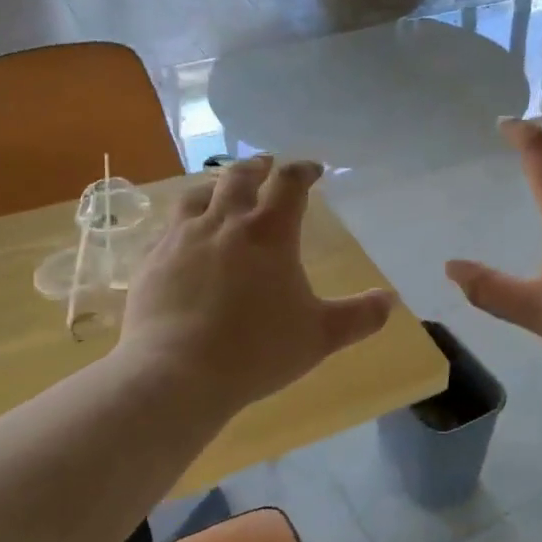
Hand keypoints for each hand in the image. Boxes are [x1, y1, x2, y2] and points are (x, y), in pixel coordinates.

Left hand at [118, 157, 394, 420]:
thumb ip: (359, 317)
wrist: (175, 374)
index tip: (313, 170)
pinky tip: (183, 237)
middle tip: (266, 166)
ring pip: (197, 194)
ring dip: (215, 186)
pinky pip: (168, 227)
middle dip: (257, 167)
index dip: (303, 171)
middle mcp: (224, 223)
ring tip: (221, 191)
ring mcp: (181, 238)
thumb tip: (390, 300)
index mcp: (269, 233)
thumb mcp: (320, 336)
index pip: (290, 184)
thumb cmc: (257, 350)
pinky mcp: (151, 260)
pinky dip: (183, 221)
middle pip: (239, 176)